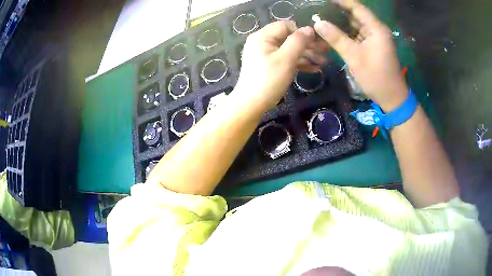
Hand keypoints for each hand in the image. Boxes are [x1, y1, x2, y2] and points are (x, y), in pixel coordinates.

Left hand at [233, 21, 327, 109]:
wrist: (251, 105)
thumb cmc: (268, 80)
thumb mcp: (286, 59)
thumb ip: (298, 41)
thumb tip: (309, 29)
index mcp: (263, 36)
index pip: (286, 26)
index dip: (303, 32)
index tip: (318, 41)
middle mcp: (263, 42)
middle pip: (289, 38)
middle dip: (308, 45)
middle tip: (326, 51)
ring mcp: (266, 54)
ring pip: (290, 49)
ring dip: (307, 55)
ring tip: (324, 62)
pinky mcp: (269, 65)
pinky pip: (286, 59)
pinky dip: (299, 63)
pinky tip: (315, 69)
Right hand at [313, 0, 407, 110]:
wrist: (392, 98)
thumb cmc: (376, 77)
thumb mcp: (354, 57)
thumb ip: (336, 38)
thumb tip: (317, 23)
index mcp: (376, 29)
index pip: (357, 7)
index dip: (341, 1)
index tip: (324, 0)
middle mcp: (376, 30)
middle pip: (356, 15)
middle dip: (338, 12)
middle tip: (319, 10)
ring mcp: (375, 38)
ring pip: (355, 25)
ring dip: (341, 23)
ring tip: (322, 19)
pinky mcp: (373, 46)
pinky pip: (357, 35)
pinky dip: (346, 33)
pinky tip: (333, 33)